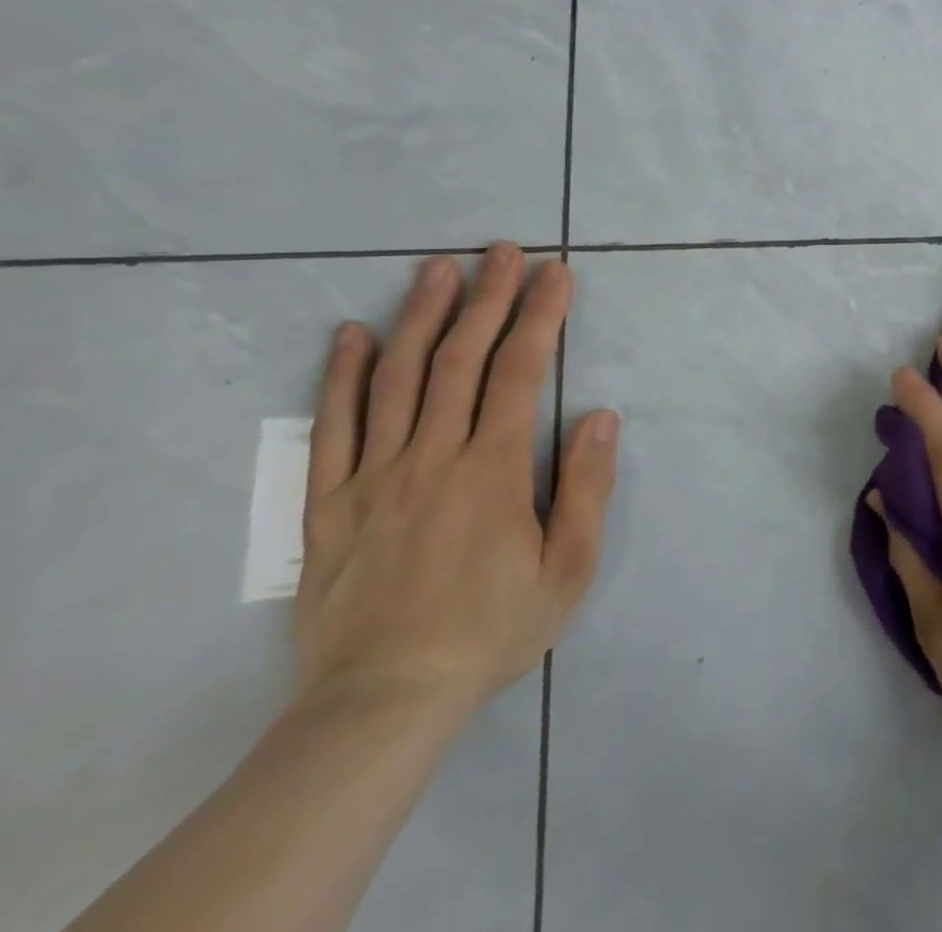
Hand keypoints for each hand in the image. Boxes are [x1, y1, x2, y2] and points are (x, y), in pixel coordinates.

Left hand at [294, 245, 617, 718]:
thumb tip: (600, 416)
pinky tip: (352, 334)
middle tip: (503, 250)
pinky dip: (342, 376)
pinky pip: (332, 429)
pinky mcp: (330, 503)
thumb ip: (586, 487)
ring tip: (438, 268)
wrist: (383, 702)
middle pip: (460, 359)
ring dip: (421, 316)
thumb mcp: (568, 567)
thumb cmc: (492, 629)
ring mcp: (374, 477)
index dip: (541, 316)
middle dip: (487, 297)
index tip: (557, 273)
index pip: (520, 372)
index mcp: (492, 470)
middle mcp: (432, 457)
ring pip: (397, 379)